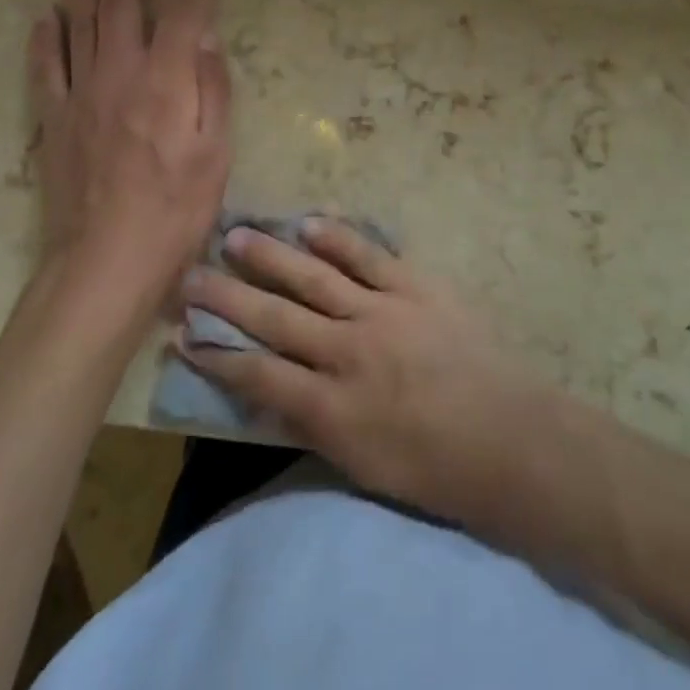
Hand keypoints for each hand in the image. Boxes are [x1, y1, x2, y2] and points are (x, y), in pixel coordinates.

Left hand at [27, 0, 231, 321]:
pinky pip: (45, 68)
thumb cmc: (176, 210)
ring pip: (78, 24)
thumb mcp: (216, 153)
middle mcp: (121, 74)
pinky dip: (44, 38)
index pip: (184, 11)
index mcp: (167, 81)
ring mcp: (81, 93)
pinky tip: (44, 16)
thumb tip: (207, 38)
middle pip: (120, 4)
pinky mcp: (53, 119)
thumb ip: (213, 90)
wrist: (105, 261)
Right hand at [179, 220, 549, 524]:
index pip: (257, 375)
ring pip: (313, 278)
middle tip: (190, 275)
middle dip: (227, 298)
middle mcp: (347, 353)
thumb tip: (272, 391)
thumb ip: (314, 423)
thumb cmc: (434, 469)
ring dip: (271, 256)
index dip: (216, 355)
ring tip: (236, 233)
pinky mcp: (415, 286)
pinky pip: (369, 256)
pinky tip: (309, 221)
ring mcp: (382, 312)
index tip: (181, 334)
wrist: (507, 438)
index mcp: (331, 408)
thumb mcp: (361, 465)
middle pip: (275, 318)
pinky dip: (338, 237)